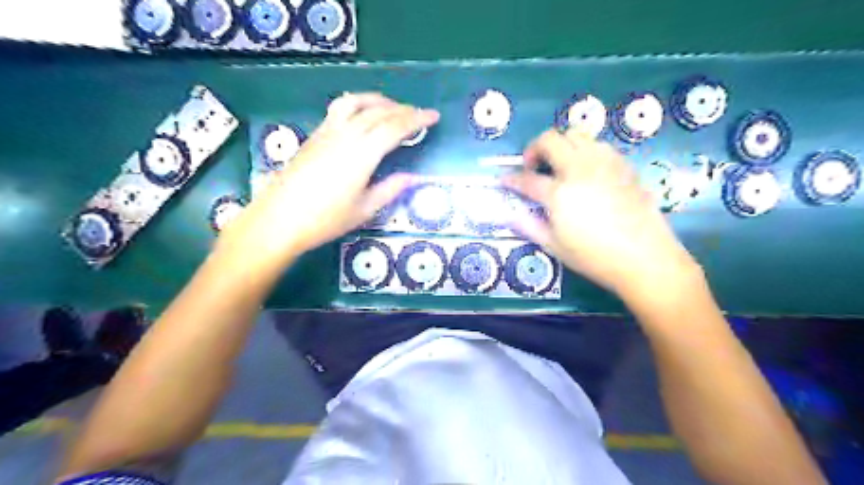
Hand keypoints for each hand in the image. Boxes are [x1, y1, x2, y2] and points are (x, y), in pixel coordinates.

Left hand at [220, 93, 441, 267]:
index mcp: (362, 154)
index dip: (417, 120)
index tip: (434, 117)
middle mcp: (346, 135)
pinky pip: (340, 108)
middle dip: (403, 110)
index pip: (395, 127)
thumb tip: (412, 178)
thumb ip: (390, 190)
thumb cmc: (325, 220)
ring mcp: (327, 132)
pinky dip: (359, 105)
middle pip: (379, 112)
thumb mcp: (364, 210)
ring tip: (392, 108)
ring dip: (379, 101)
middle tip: (420, 114)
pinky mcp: (315, 135)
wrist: (279, 218)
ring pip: (357, 103)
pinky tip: (363, 116)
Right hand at [505, 128, 696, 302]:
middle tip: (533, 168)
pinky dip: (584, 150)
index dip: (511, 178)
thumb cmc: (594, 257)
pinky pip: (598, 145)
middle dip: (533, 148)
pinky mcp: (623, 165)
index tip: (503, 180)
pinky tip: (586, 171)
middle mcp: (580, 169)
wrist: (645, 258)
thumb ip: (528, 225)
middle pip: (550, 139)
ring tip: (560, 166)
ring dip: (560, 145)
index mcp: (559, 193)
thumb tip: (508, 213)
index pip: (526, 178)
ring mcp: (604, 163)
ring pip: (576, 133)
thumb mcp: (554, 246)